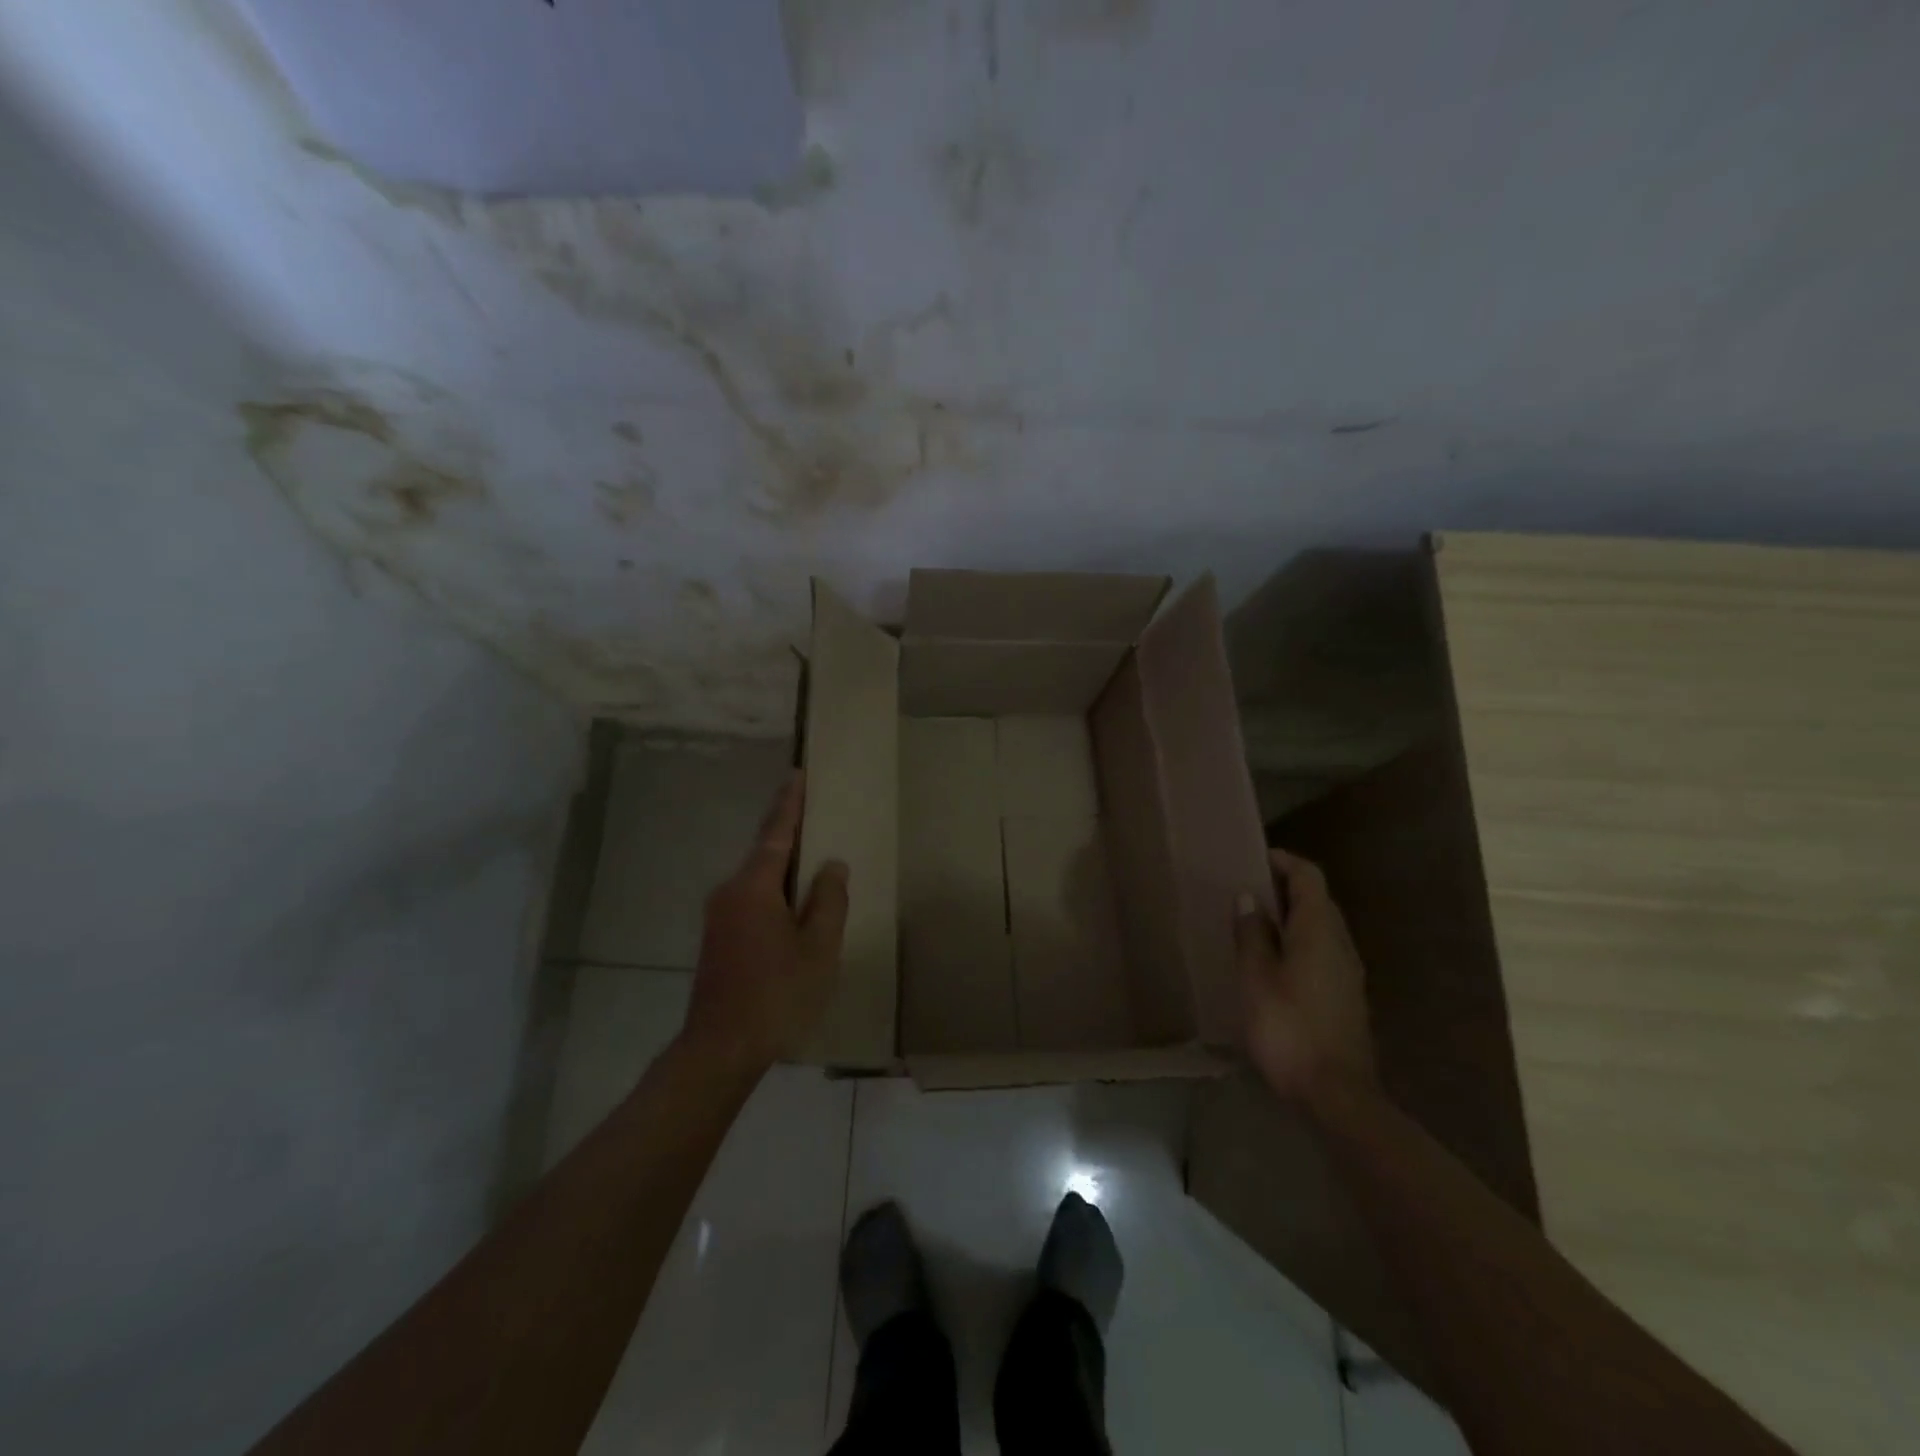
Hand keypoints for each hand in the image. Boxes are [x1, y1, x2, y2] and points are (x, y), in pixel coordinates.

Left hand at [683, 772, 849, 1070]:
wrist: (719, 1049)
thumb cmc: (777, 995)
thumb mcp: (818, 948)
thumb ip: (828, 900)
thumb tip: (831, 864)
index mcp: (754, 887)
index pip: (776, 833)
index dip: (790, 803)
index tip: (798, 774)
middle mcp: (730, 892)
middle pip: (765, 853)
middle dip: (789, 832)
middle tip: (815, 813)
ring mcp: (719, 916)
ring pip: (757, 879)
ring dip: (783, 867)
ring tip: (813, 860)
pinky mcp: (718, 939)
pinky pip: (751, 899)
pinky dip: (774, 892)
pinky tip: (794, 905)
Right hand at [1234, 848, 1376, 1105]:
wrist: (1336, 1095)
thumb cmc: (1288, 1028)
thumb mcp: (1256, 978)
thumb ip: (1251, 934)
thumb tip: (1248, 897)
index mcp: (1319, 931)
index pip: (1308, 877)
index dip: (1284, 861)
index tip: (1253, 858)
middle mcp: (1340, 944)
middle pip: (1317, 900)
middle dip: (1284, 888)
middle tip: (1245, 889)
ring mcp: (1348, 972)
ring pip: (1320, 928)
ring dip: (1290, 917)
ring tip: (1252, 924)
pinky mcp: (1346, 997)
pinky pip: (1322, 952)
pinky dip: (1298, 942)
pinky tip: (1272, 962)